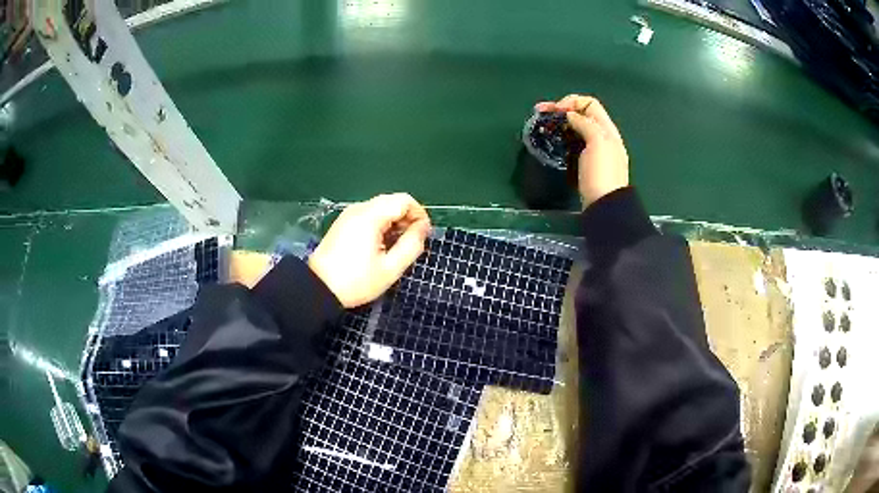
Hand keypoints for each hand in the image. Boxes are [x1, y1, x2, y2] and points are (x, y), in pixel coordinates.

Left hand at [308, 193, 431, 307]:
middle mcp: (359, 209)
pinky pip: (369, 215)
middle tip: (412, 242)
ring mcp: (349, 214)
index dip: (419, 214)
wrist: (318, 289)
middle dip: (407, 218)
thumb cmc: (356, 281)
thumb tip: (423, 228)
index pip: (404, 200)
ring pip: (381, 207)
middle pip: (392, 201)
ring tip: (397, 246)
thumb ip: (411, 245)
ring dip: (395, 222)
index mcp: (370, 216)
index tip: (424, 235)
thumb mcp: (390, 268)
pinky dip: (381, 224)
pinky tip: (381, 245)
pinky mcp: (343, 223)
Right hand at [535, 95, 628, 206]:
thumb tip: (571, 116)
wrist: (604, 206)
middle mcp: (602, 137)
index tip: (555, 111)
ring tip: (544, 125)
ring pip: (577, 129)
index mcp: (607, 130)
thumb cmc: (601, 173)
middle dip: (562, 110)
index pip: (590, 104)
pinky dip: (563, 138)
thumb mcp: (597, 143)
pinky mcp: (586, 164)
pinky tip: (554, 140)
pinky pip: (574, 143)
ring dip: (561, 123)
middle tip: (539, 112)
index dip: (571, 102)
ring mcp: (595, 151)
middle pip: (582, 114)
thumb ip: (585, 124)